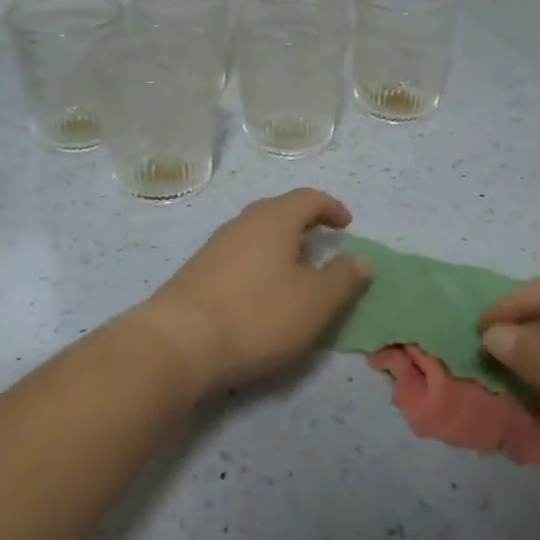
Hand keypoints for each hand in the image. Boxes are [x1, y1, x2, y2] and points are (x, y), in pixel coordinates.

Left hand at [132, 188, 370, 399]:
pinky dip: (258, 265)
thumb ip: (343, 278)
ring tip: (295, 273)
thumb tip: (361, 259)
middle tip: (322, 246)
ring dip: (280, 246)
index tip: (347, 225)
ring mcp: (215, 246)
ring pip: (256, 235)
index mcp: (275, 219)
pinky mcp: (197, 271)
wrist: (179, 342)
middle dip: (304, 225)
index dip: (331, 208)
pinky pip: (238, 256)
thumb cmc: (258, 315)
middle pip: (278, 212)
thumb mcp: (315, 301)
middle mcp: (243, 223)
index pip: (308, 198)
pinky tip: (261, 293)